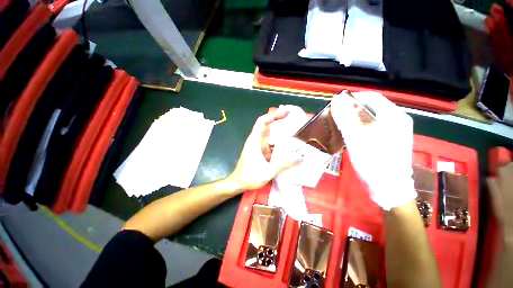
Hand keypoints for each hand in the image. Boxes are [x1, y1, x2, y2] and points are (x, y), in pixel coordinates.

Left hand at [228, 111, 301, 190]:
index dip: (273, 115)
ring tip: (296, 140)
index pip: (262, 122)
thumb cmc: (249, 176)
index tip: (285, 113)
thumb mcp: (268, 171)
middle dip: (281, 126)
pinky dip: (279, 148)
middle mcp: (256, 141)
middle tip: (296, 126)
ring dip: (282, 139)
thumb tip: (300, 158)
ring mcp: (258, 147)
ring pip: (271, 139)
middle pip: (269, 129)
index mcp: (255, 141)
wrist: (238, 184)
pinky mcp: (260, 153)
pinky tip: (289, 152)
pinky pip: (271, 147)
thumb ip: (284, 164)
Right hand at [331, 91, 415, 209]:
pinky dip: (359, 127)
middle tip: (335, 116)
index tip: (335, 105)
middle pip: (371, 107)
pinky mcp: (389, 140)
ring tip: (339, 125)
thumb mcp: (357, 139)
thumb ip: (346, 118)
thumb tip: (336, 100)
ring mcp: (395, 131)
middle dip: (351, 109)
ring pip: (370, 118)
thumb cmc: (374, 163)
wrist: (389, 190)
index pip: (371, 97)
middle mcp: (397, 120)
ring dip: (353, 118)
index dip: (352, 98)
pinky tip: (350, 134)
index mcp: (393, 116)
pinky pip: (372, 127)